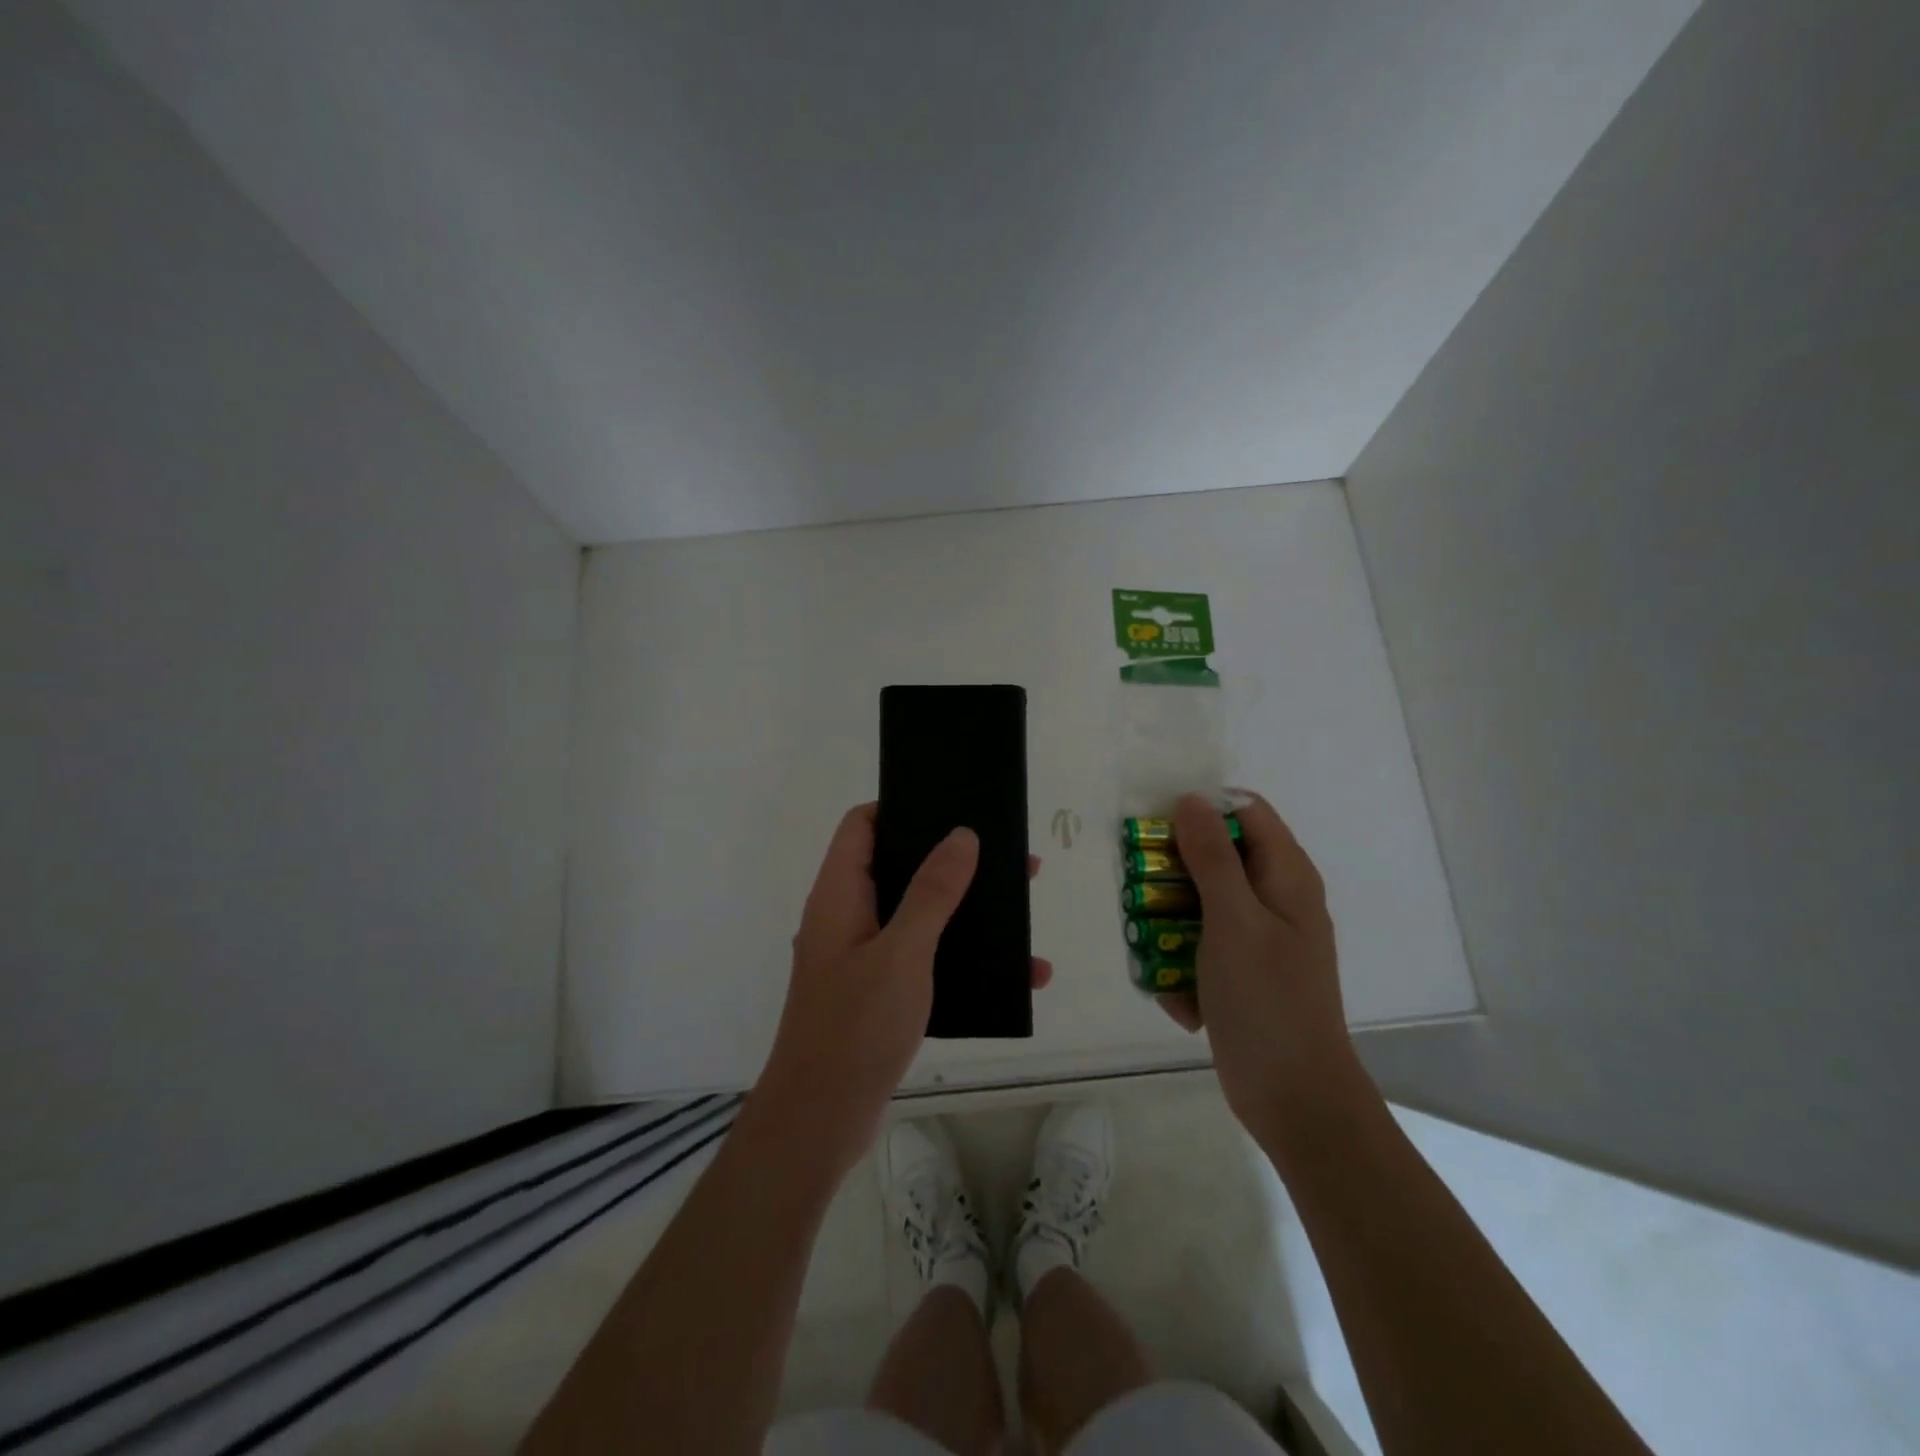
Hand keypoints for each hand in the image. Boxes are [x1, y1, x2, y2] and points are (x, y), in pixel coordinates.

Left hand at [753, 804, 1051, 1176]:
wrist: (820, 1122)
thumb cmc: (855, 1027)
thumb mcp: (901, 953)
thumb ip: (931, 893)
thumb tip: (961, 835)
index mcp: (839, 895)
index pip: (861, 826)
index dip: (899, 806)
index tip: (950, 804)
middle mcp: (847, 918)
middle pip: (898, 867)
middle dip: (951, 861)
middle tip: (1007, 858)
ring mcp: (863, 957)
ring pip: (918, 915)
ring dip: (965, 911)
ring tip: (1019, 911)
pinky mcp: (880, 993)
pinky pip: (926, 959)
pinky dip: (963, 959)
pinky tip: (1013, 976)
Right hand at [1161, 792, 1359, 1145]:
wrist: (1293, 1098)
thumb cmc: (1266, 1000)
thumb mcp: (1233, 920)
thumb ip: (1212, 857)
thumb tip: (1191, 799)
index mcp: (1285, 876)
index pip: (1244, 811)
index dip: (1201, 811)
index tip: (1157, 830)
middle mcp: (1274, 899)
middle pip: (1216, 856)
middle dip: (1173, 873)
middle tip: (1141, 892)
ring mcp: (1257, 939)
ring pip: (1199, 904)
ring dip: (1168, 924)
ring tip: (1149, 948)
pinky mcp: (1240, 973)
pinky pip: (1200, 948)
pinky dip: (1183, 966)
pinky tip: (1180, 998)